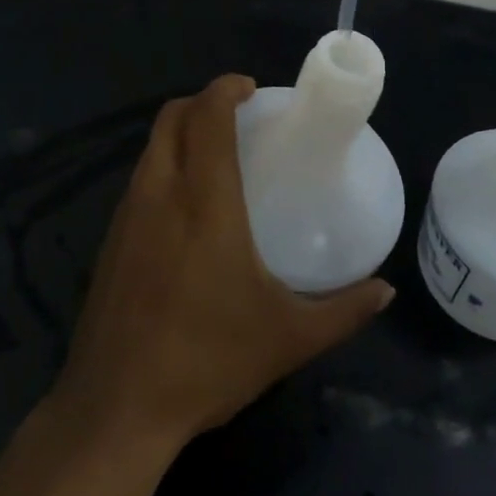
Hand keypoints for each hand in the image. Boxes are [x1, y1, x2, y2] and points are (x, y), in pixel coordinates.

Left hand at [52, 75, 393, 446]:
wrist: (116, 407)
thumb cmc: (207, 360)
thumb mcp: (288, 337)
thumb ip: (343, 310)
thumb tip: (385, 290)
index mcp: (204, 199)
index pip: (206, 116)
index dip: (226, 89)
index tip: (251, 89)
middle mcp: (160, 192)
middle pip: (171, 117)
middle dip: (202, 102)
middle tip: (237, 116)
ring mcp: (127, 214)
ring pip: (151, 146)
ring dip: (180, 132)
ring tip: (215, 154)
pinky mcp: (110, 239)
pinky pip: (139, 178)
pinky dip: (163, 165)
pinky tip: (185, 205)